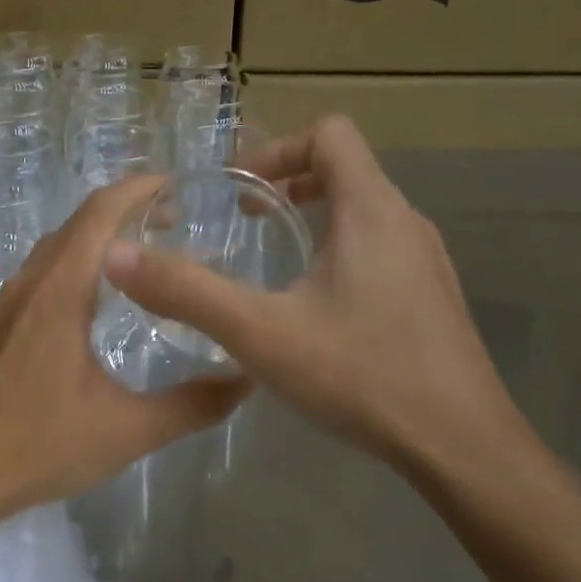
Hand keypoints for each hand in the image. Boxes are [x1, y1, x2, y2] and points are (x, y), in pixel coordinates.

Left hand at [0, 178, 248, 517]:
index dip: (139, 189)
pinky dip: (80, 260)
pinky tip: (102, 297)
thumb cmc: (41, 444)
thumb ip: (191, 405)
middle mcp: (32, 282)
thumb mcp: (128, 429)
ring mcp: (11, 302)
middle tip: (176, 220)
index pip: (100, 213)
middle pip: (80, 222)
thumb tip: (245, 381)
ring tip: (145, 252)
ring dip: (100, 235)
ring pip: (60, 245)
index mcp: (60, 290)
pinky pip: (46, 270)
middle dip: (127, 209)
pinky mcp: (3, 323)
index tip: (178, 185)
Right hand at [101, 116, 527, 483]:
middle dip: (287, 182)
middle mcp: (405, 222)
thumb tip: (117, 256)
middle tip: (244, 217)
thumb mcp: (261, 333)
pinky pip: (379, 247)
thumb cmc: (363, 375)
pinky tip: (313, 307)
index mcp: (371, 210)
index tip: (238, 189)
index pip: (330, 134)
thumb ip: (187, 292)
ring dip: (312, 216)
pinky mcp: (431, 297)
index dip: (278, 148)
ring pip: (363, 210)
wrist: (463, 447)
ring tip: (272, 256)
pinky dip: (337, 250)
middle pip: (346, 169)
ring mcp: (426, 261)